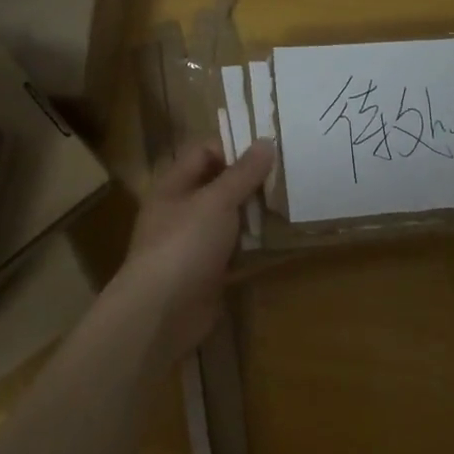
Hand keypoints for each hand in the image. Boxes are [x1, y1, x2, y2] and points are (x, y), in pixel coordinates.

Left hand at [113, 139, 275, 358]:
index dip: (234, 148)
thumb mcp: (216, 201)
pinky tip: (283, 243)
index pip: (204, 152)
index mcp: (174, 186)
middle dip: (251, 183)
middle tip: (289, 178)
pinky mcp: (208, 273)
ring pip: (230, 221)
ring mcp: (194, 244)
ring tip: (293, 206)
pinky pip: (235, 253)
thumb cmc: (184, 244)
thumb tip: (266, 141)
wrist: (161, 312)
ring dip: (256, 215)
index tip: (269, 151)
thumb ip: (242, 173)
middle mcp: (182, 211)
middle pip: (219, 187)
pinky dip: (255, 248)